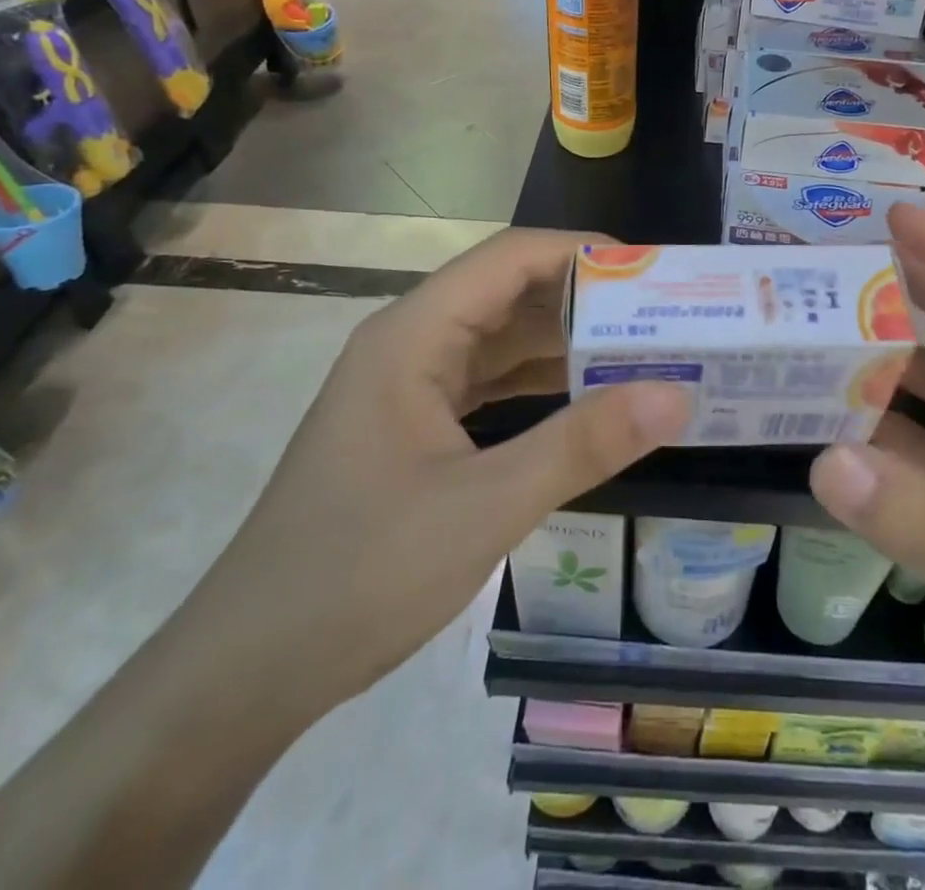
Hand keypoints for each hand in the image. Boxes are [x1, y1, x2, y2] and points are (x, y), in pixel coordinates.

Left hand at [219, 227, 690, 711]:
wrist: (248, 670)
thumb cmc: (359, 574)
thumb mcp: (486, 506)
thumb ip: (583, 445)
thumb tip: (676, 395)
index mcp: (412, 335)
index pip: (509, 259)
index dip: (582, 253)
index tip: (652, 273)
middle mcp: (409, 343)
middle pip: (507, 292)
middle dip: (583, 299)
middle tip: (661, 316)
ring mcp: (407, 386)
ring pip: (499, 339)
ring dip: (564, 342)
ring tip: (640, 351)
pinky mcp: (412, 426)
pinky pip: (487, 382)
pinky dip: (538, 383)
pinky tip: (585, 398)